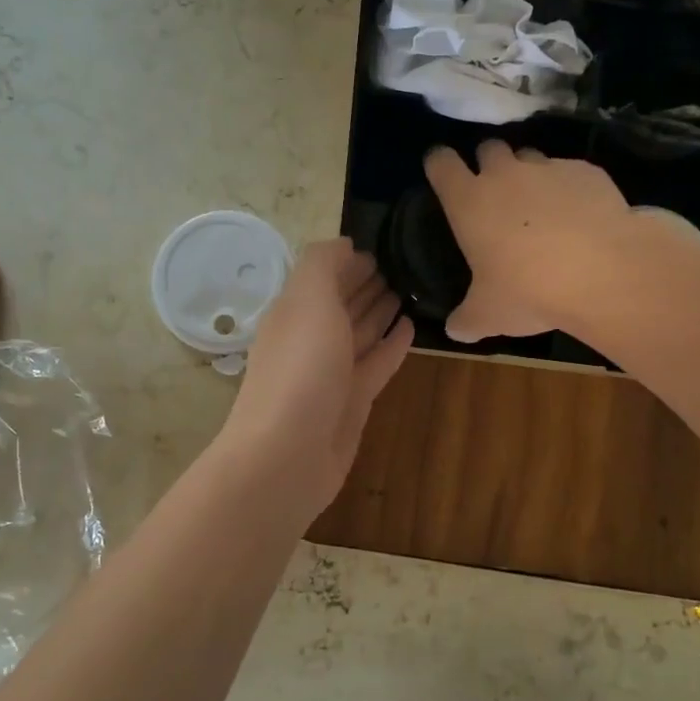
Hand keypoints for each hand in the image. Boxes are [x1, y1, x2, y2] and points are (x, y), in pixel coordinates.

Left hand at [221, 238, 413, 514]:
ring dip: (381, 311)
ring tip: (411, 290)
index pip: (324, 276)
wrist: (288, 455)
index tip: (385, 246)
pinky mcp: (353, 402)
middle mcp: (311, 339)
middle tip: (404, 266)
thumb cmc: (300, 370)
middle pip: (342, 304)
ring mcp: (332, 373)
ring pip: (361, 333)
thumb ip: (323, 265)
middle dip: (367, 284)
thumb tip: (346, 245)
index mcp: (294, 311)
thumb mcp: (308, 301)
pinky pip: (376, 364)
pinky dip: (392, 345)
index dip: (350, 261)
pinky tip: (411, 328)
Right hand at [424, 140, 636, 342]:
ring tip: (541, 206)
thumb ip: (466, 320)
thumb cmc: (529, 291)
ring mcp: (548, 168)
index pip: (441, 163)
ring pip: (531, 156)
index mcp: (469, 201)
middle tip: (496, 193)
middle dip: (488, 163)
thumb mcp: (489, 315)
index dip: (439, 163)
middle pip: (488, 148)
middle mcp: (505, 174)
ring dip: (529, 173)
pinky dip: (570, 188)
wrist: (603, 272)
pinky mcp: (587, 172)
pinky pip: (571, 172)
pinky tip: (581, 216)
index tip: (441, 171)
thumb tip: (454, 330)